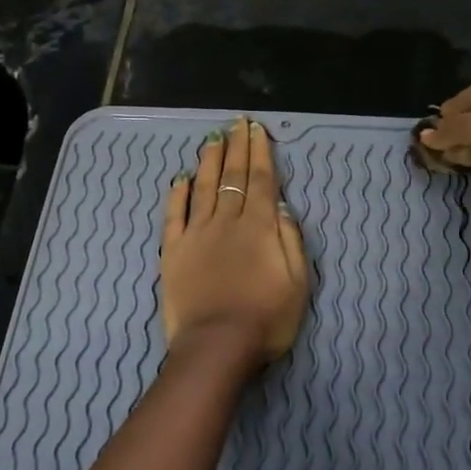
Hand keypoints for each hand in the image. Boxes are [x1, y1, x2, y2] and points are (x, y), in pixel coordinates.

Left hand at [161, 117, 309, 366]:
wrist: (217, 346)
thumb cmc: (265, 319)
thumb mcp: (297, 282)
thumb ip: (290, 240)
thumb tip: (281, 206)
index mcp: (259, 227)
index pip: (261, 181)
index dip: (259, 153)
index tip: (256, 130)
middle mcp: (227, 221)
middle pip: (232, 177)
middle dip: (236, 148)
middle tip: (236, 124)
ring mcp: (197, 234)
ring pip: (203, 188)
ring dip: (208, 162)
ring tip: (212, 140)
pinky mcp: (173, 251)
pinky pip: (174, 215)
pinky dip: (177, 195)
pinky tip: (179, 179)